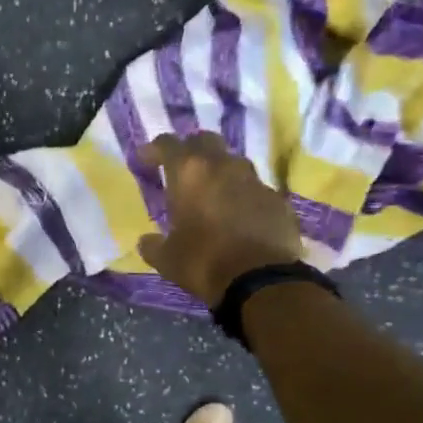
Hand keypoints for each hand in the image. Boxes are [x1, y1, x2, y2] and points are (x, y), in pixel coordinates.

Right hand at [136, 133, 303, 305]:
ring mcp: (255, 180)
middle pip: (205, 141)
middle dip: (190, 150)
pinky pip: (255, 189)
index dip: (153, 150)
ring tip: (212, 193)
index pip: (167, 144)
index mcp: (190, 172)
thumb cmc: (204, 263)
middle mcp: (223, 166)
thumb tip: (147, 241)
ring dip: (220, 172)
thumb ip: (153, 245)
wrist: (261, 281)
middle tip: (182, 169)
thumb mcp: (167, 259)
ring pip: (233, 162)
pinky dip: (244, 196)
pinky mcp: (278, 199)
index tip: (145, 161)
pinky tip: (240, 217)